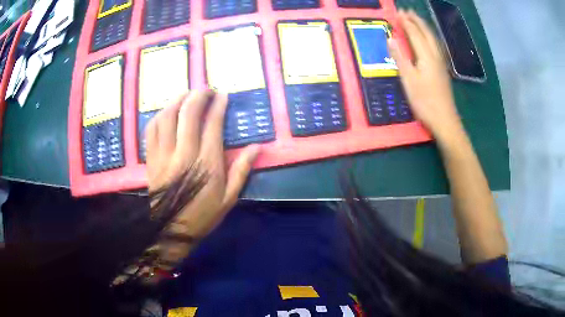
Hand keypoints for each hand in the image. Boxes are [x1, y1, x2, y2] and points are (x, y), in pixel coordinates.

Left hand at [145, 91, 260, 240]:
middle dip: (198, 96)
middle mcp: (184, 154)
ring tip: (186, 94)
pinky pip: (152, 129)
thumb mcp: (228, 199)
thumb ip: (241, 171)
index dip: (218, 106)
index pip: (212, 125)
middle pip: (188, 114)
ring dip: (177, 100)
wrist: (170, 231)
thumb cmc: (202, 216)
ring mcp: (164, 155)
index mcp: (207, 164)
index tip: (223, 95)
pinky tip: (167, 111)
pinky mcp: (151, 159)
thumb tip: (257, 147)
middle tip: (206, 89)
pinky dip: (160, 115)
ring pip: (167, 117)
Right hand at [388, 10, 463, 141]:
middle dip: (417, 21)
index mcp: (426, 56)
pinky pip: (436, 47)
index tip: (398, 13)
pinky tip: (428, 40)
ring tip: (417, 21)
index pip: (415, 34)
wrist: (445, 120)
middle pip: (427, 33)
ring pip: (433, 39)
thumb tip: (391, 39)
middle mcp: (435, 56)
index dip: (406, 23)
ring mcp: (441, 64)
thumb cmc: (425, 101)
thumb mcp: (409, 80)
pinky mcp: (442, 71)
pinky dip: (430, 38)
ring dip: (424, 27)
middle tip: (408, 12)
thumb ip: (400, 58)